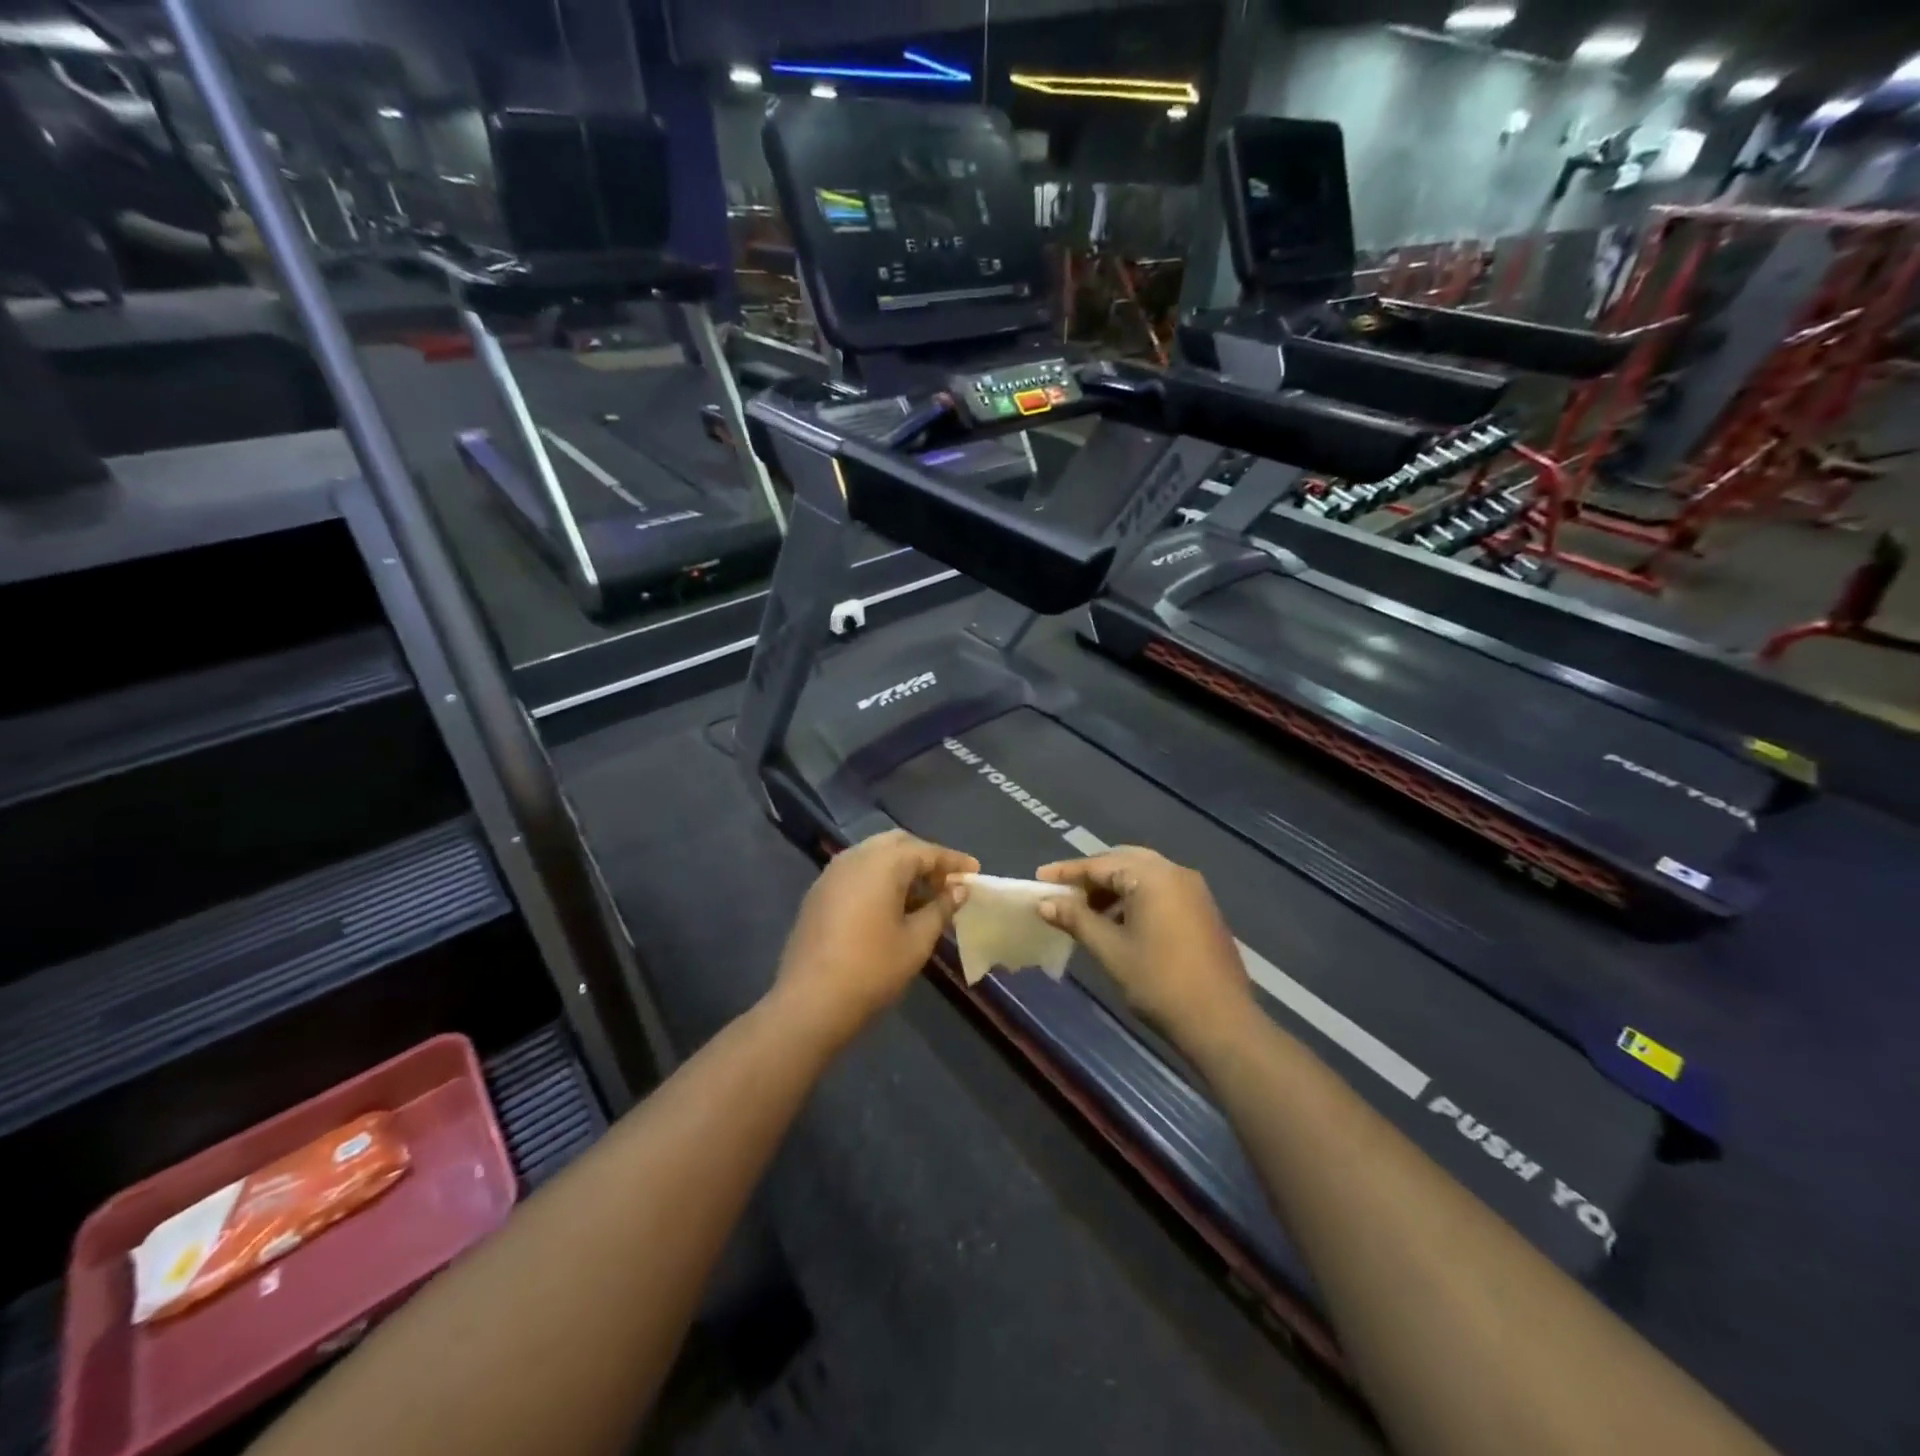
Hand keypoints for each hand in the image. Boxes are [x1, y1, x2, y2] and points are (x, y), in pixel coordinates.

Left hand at [773, 830, 978, 1044]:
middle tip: (947, 882)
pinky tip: (891, 905)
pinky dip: (878, 878)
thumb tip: (959, 890)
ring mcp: (832, 873)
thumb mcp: (917, 940)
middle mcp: (855, 857)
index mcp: (883, 863)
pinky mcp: (818, 893)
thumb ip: (941, 908)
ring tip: (923, 895)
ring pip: (874, 855)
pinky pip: (856, 872)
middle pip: (898, 844)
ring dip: (900, 867)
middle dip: (925, 858)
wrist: (810, 1001)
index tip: (975, 872)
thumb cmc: (872, 969)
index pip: (926, 851)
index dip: (953, 861)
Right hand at [1036, 847, 1251, 1046]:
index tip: (1040, 878)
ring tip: (1087, 912)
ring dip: (1114, 887)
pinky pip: (1161, 890)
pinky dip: (1135, 897)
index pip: (1100, 864)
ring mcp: (1194, 890)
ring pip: (1144, 874)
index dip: (1067, 872)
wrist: (1221, 1022)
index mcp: (1152, 876)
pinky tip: (1119, 923)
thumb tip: (1046, 903)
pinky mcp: (1203, 909)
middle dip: (1092, 875)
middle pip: (1124, 861)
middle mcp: (1175, 872)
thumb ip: (1077, 919)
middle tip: (1064, 893)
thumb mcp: (1110, 950)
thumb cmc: (1159, 982)